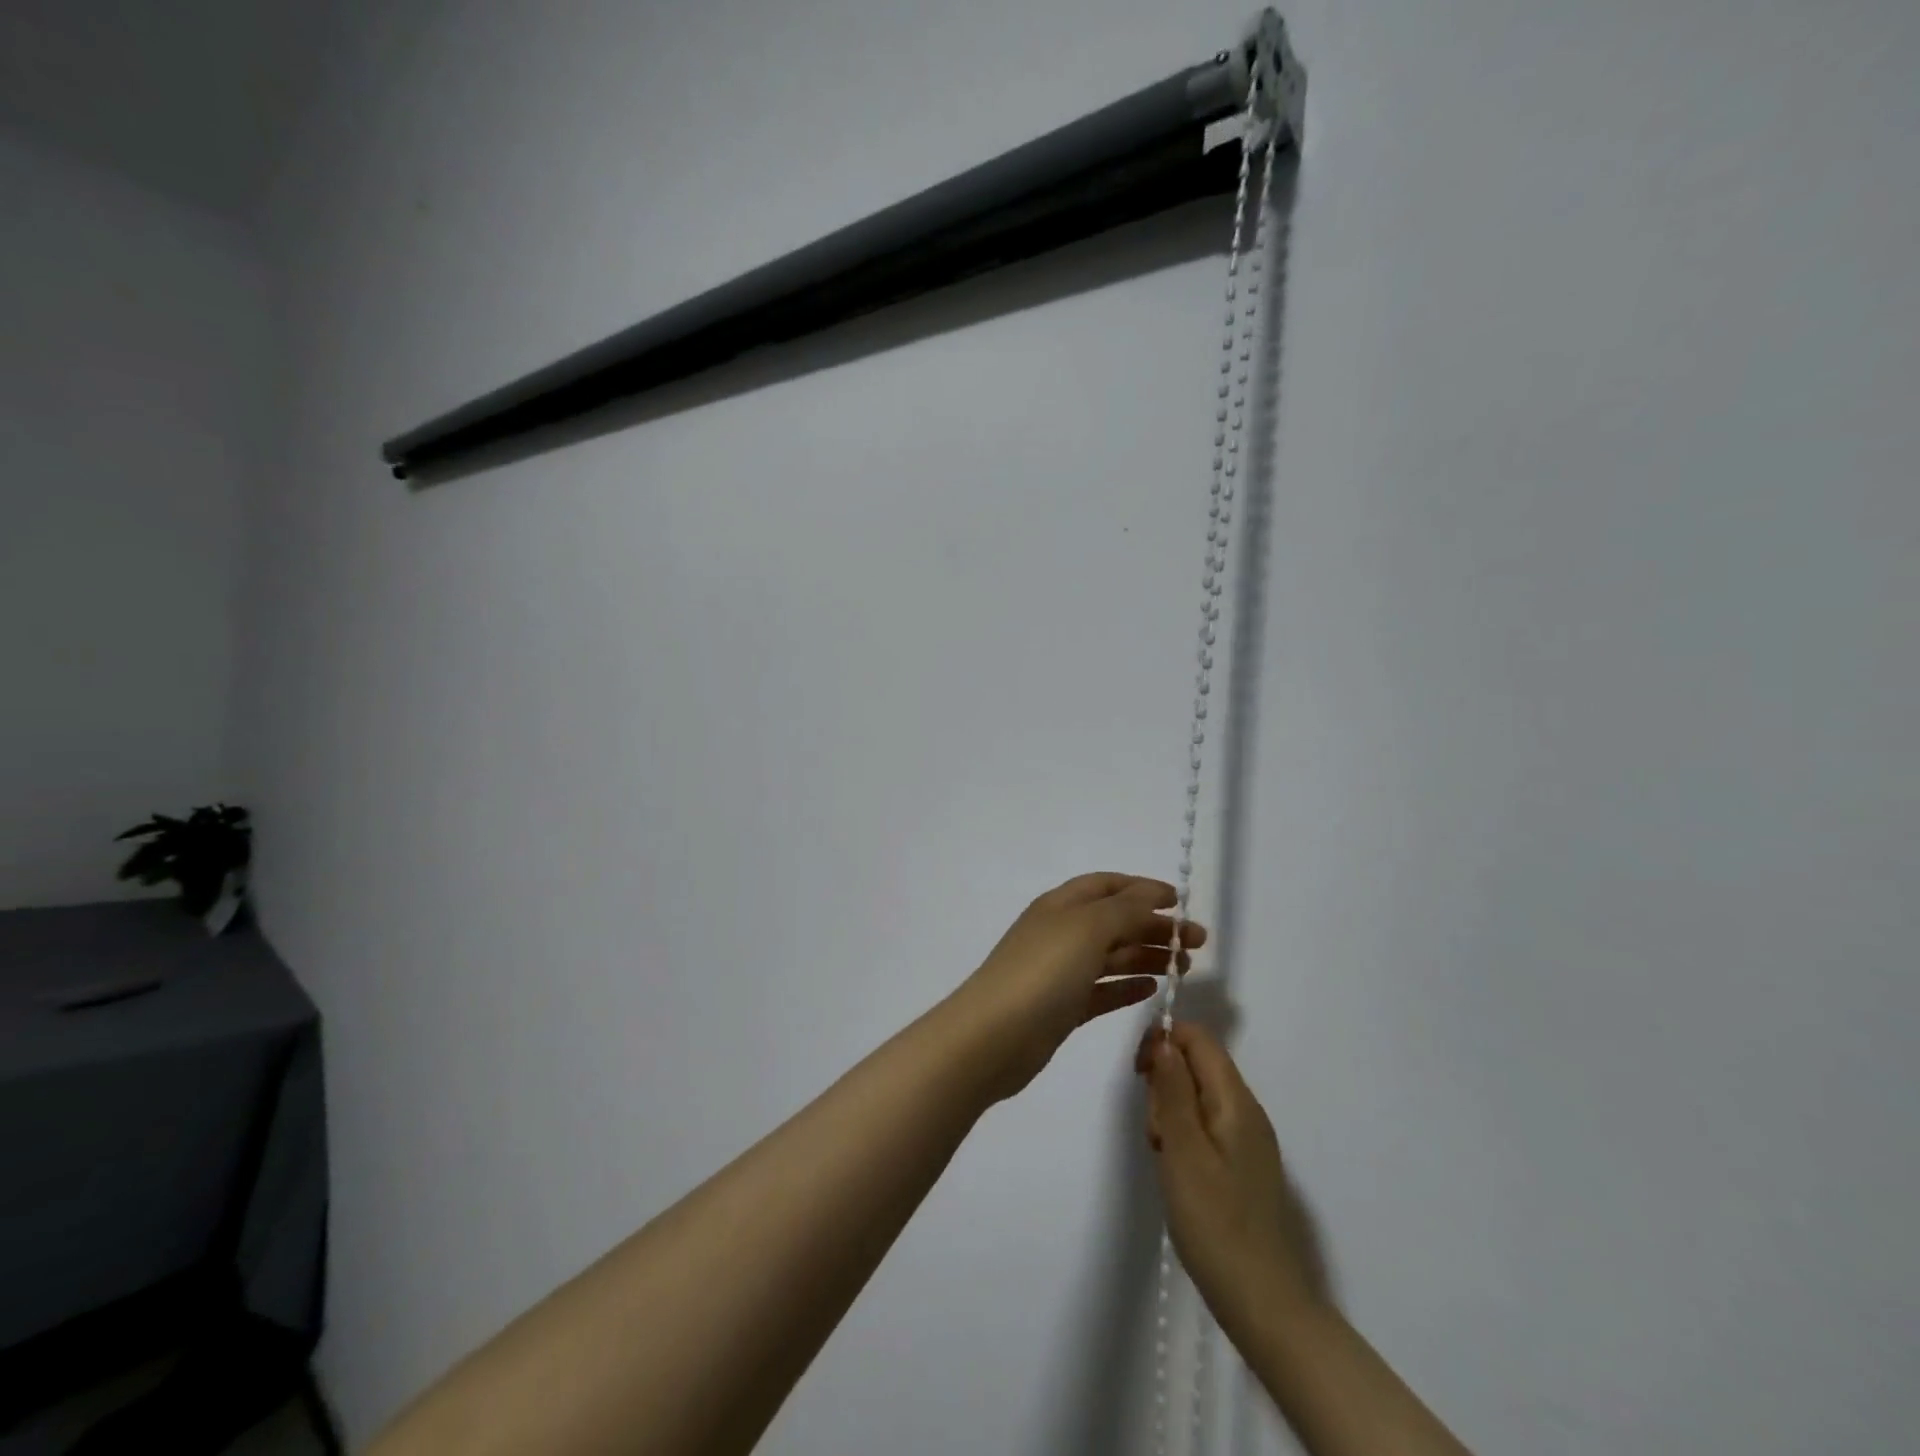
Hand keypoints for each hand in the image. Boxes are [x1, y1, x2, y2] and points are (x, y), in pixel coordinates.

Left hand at [948, 873, 1205, 1102]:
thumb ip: (1124, 909)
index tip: (1180, 902)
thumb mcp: (1087, 928)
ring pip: (1111, 956)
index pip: (1107, 886)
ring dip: (1147, 957)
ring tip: (1183, 969)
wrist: (993, 1037)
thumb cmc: (1042, 972)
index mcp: (1061, 905)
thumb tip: (1153, 895)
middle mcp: (1061, 933)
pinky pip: (1102, 990)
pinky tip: (1151, 990)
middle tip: (1196, 944)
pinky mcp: (1062, 1008)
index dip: (1142, 889)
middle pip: (1114, 921)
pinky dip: (1127, 986)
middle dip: (1154, 927)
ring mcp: (1060, 972)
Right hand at [1138, 1022, 1324, 1335]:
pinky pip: (1206, 1126)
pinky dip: (1184, 1137)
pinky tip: (1178, 1172)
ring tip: (1166, 1156)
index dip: (1164, 1041)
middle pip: (1197, 1065)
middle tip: (1157, 1133)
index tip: (1138, 1074)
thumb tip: (1164, 1039)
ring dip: (1171, 1114)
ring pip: (1197, 1097)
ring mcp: (1248, 1139)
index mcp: (1236, 1101)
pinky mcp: (1243, 1165)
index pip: (1199, 1039)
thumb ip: (1173, 1089)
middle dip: (1165, 1084)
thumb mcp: (1183, 1150)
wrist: (1264, 1303)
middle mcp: (1247, 1111)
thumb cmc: (1216, 1223)